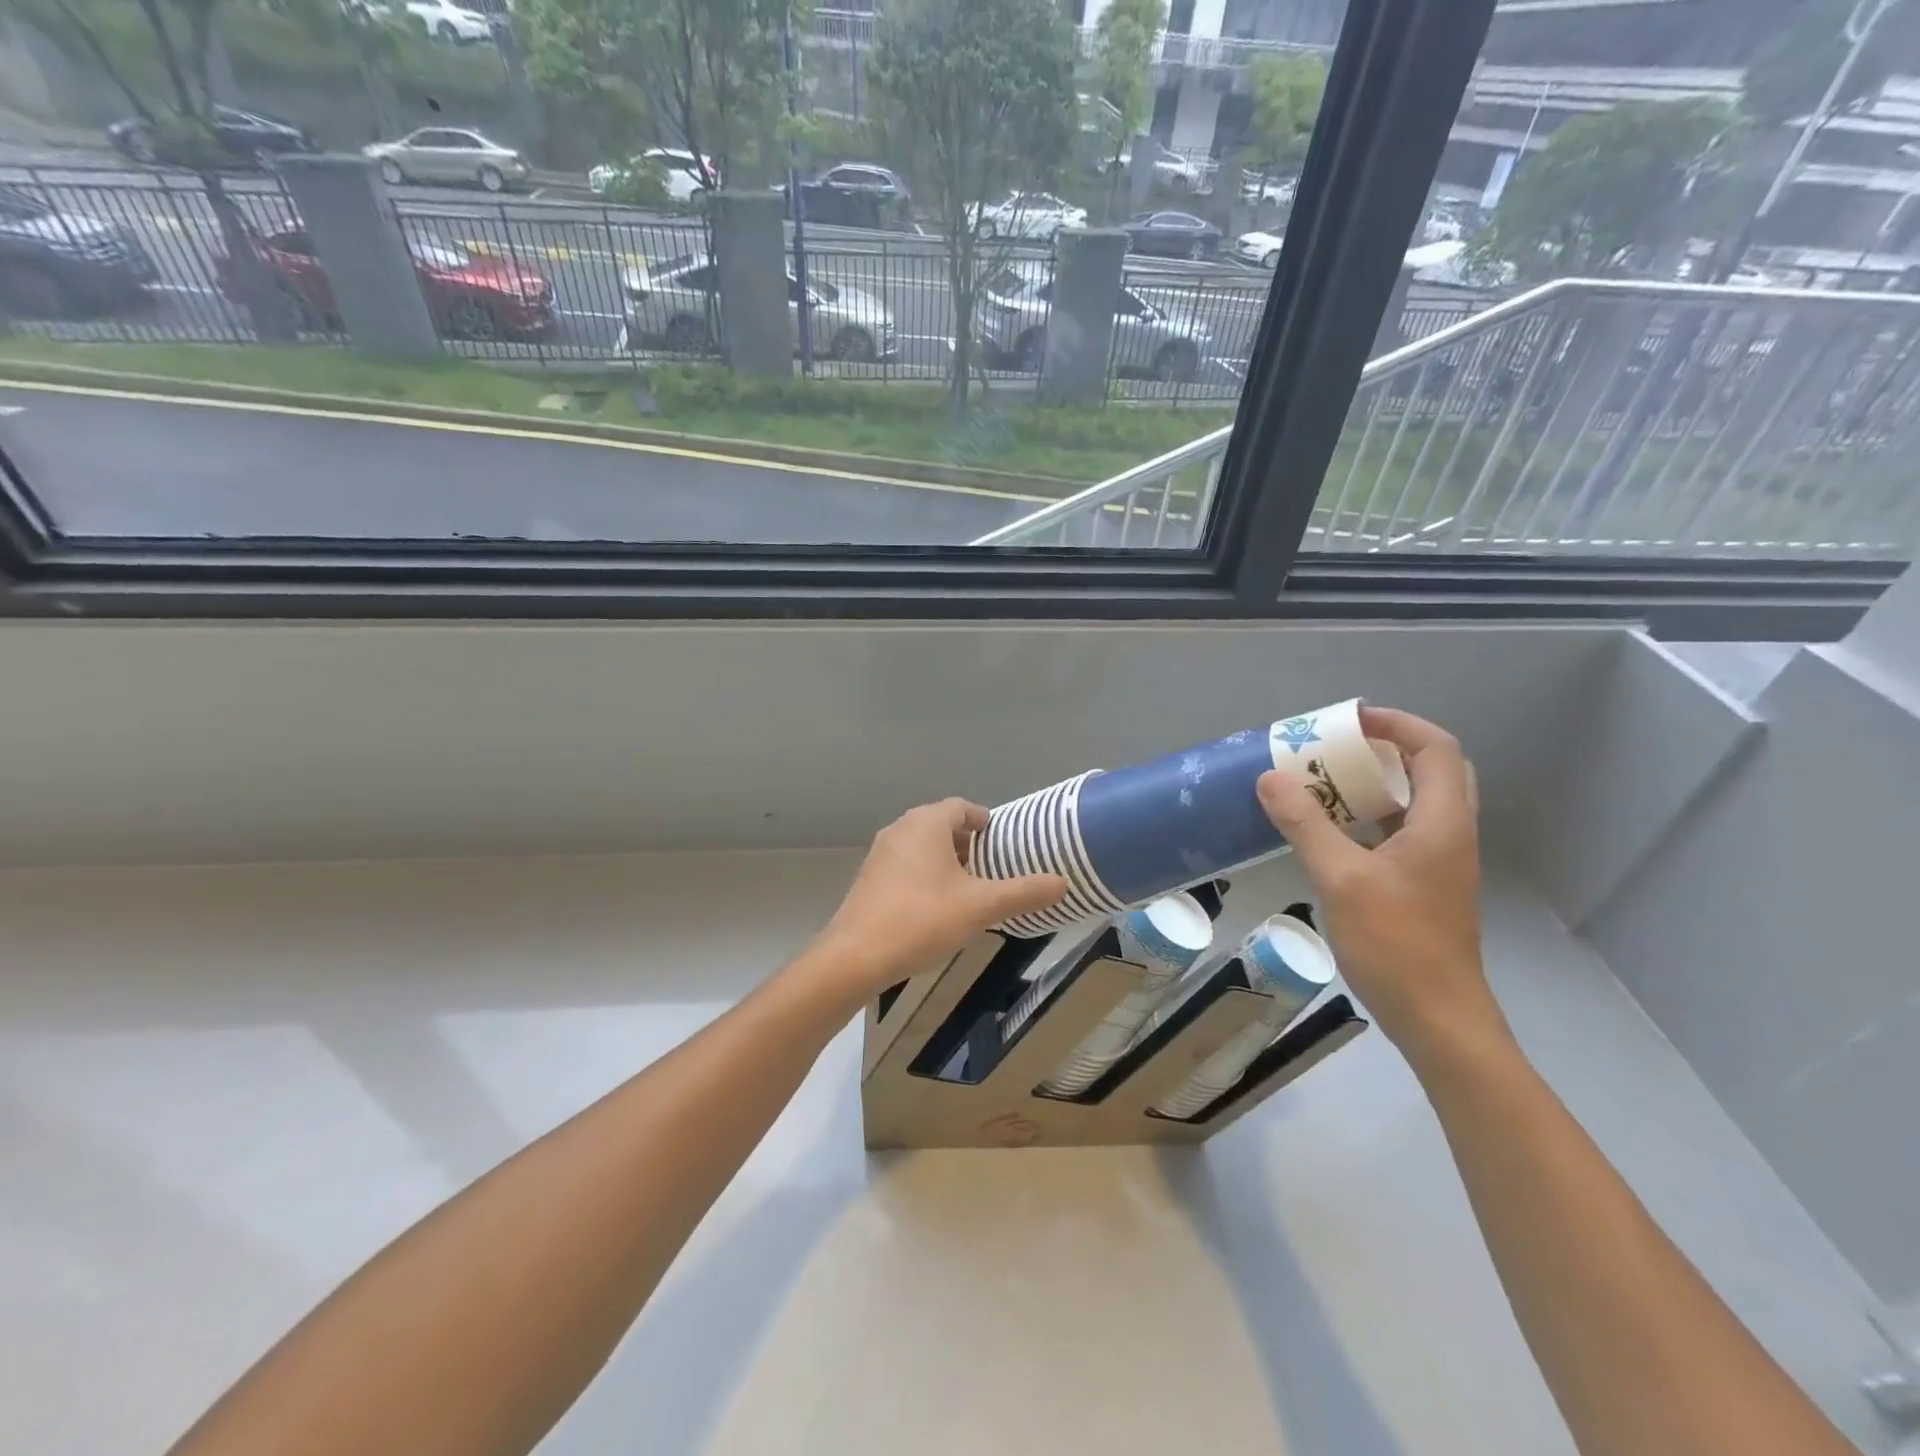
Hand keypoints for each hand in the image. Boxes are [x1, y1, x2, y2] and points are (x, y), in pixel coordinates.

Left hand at [803, 798, 1064, 1001]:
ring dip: (947, 861)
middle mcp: (900, 829)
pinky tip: (937, 907)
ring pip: (922, 846)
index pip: (962, 807)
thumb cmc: (921, 919)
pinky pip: (905, 866)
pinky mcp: (869, 879)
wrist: (855, 956)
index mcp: (926, 823)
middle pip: (941, 825)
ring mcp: (880, 854)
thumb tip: (1062, 883)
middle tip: (993, 867)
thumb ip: (1023, 892)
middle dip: (968, 843)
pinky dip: (925, 875)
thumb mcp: (980, 906)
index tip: (1004, 842)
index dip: (985, 821)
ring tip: (970, 889)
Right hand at [1256, 707, 1507, 1068]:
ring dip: (1374, 783)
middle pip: (1430, 769)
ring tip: (1324, 780)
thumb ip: (1306, 824)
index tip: (1347, 720)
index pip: (1435, 748)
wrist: (1437, 1018)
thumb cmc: (1396, 944)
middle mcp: (1449, 834)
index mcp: (1442, 823)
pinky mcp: (1423, 884)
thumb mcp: (1341, 878)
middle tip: (1336, 747)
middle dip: (1384, 749)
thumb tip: (1271, 778)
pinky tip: (1330, 830)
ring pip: (1414, 802)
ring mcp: (1438, 862)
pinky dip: (1368, 817)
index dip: (1396, 724)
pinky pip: (1399, 831)